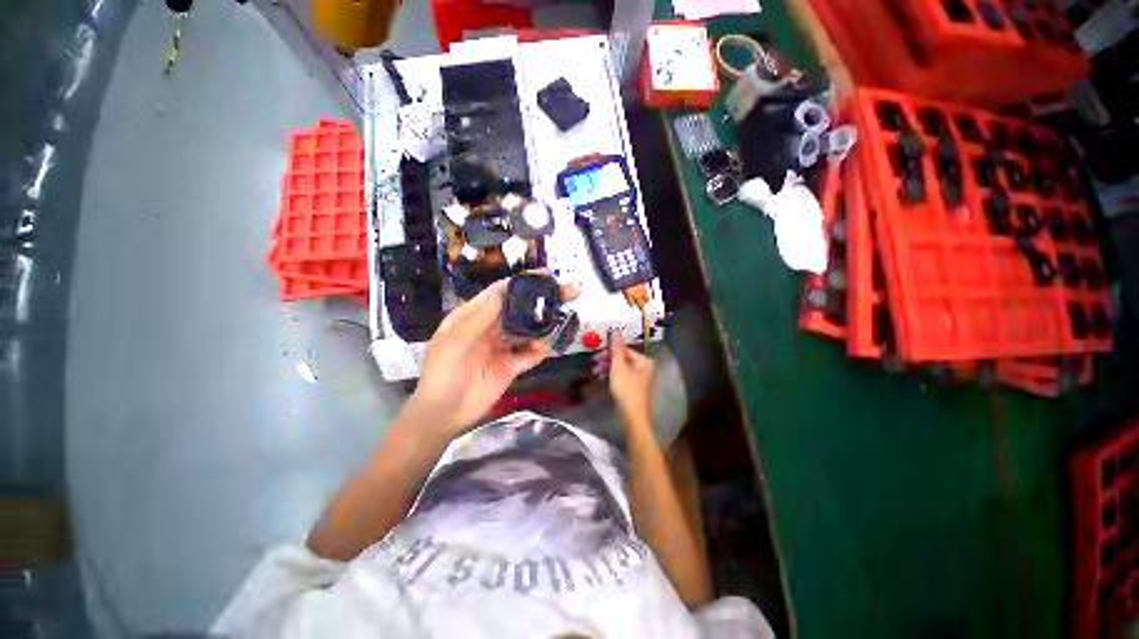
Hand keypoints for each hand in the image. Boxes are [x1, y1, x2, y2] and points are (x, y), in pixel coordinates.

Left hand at [405, 279, 546, 436]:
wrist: (444, 414)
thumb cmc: (442, 372)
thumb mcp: (455, 340)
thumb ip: (480, 316)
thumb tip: (504, 289)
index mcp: (474, 316)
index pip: (501, 293)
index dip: (522, 282)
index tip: (546, 274)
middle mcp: (491, 328)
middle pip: (520, 309)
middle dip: (540, 300)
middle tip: (567, 292)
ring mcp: (503, 347)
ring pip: (528, 330)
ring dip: (541, 326)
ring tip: (552, 324)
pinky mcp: (512, 366)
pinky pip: (530, 354)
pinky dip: (537, 350)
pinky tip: (538, 349)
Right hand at [594, 333, 655, 427]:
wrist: (632, 415)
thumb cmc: (626, 389)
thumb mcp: (618, 367)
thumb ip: (616, 349)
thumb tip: (615, 331)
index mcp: (644, 360)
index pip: (625, 349)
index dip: (610, 351)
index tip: (596, 355)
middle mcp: (644, 367)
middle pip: (623, 357)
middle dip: (608, 360)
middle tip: (595, 363)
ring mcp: (640, 377)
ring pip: (621, 366)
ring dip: (608, 367)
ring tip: (596, 372)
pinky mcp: (634, 386)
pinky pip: (622, 375)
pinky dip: (612, 375)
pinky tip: (603, 377)